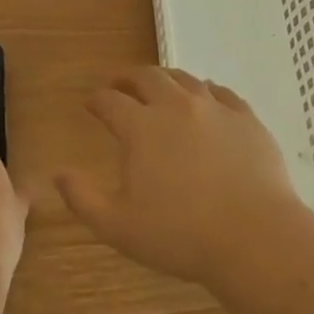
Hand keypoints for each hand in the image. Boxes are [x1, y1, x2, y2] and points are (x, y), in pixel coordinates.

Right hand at [58, 67, 303, 286]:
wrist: (254, 237)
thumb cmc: (181, 235)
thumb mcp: (118, 226)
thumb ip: (83, 198)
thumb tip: (58, 173)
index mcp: (141, 127)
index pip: (110, 101)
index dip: (96, 100)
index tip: (90, 103)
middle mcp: (176, 106)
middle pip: (148, 77)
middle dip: (128, 78)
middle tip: (121, 85)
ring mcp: (215, 108)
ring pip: (185, 78)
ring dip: (166, 79)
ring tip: (160, 88)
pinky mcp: (246, 118)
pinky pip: (222, 92)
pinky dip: (206, 91)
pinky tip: (206, 99)